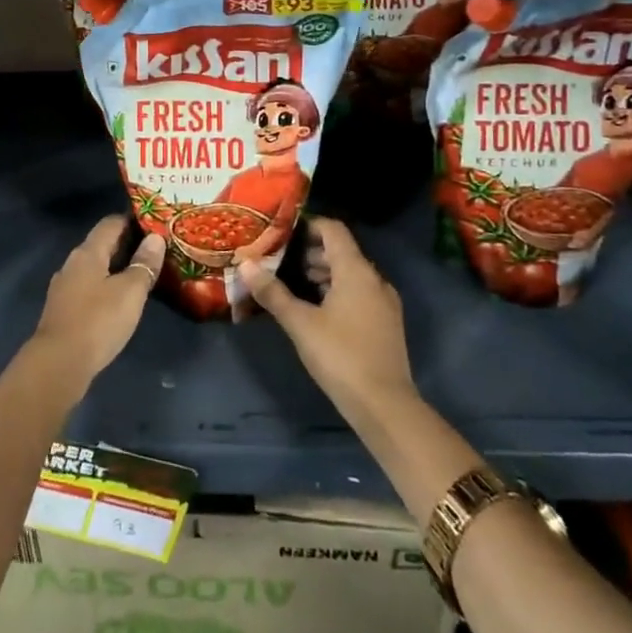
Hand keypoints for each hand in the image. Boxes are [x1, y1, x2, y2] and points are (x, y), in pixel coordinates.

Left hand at [29, 216, 164, 391]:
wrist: (59, 363)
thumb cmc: (98, 321)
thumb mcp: (130, 292)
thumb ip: (144, 264)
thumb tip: (155, 238)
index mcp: (88, 252)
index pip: (110, 223)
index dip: (132, 219)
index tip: (154, 223)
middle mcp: (73, 263)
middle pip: (101, 244)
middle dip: (127, 243)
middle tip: (155, 248)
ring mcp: (65, 286)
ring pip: (95, 266)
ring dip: (116, 266)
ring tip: (141, 272)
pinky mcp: (64, 308)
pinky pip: (89, 286)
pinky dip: (106, 285)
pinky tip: (120, 298)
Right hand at [237, 217, 415, 425]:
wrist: (385, 407)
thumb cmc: (340, 356)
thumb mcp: (300, 323)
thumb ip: (273, 292)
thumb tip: (246, 265)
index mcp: (356, 271)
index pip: (333, 230)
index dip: (308, 225)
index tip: (281, 232)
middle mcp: (374, 279)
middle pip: (341, 252)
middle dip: (310, 252)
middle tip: (279, 260)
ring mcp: (384, 303)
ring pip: (350, 274)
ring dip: (322, 273)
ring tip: (292, 284)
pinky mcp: (386, 324)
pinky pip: (358, 294)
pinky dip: (336, 291)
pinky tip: (315, 309)